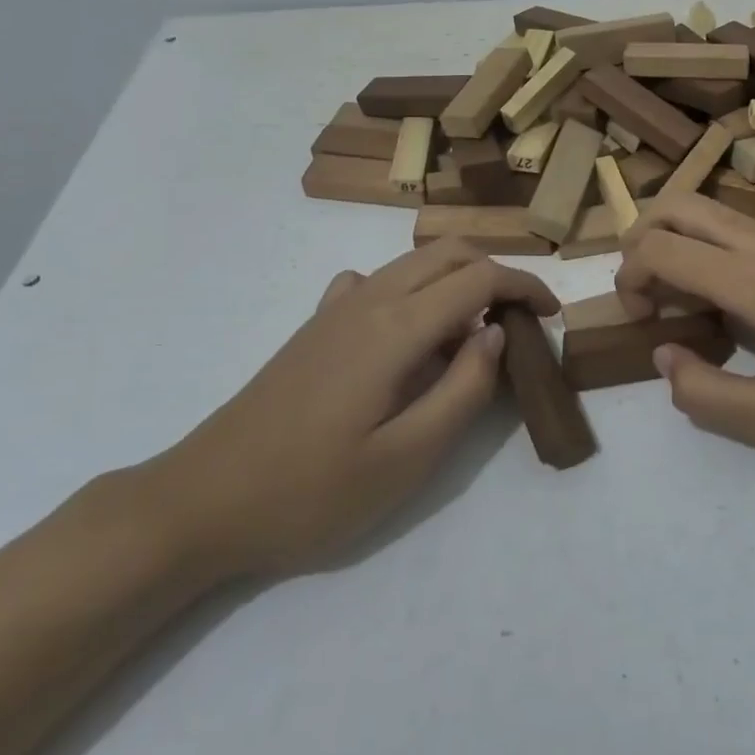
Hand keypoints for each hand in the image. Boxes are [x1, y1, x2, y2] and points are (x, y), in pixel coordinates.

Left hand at [142, 240, 558, 582]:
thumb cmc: (311, 492)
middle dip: (495, 272)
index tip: (551, 317)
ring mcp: (336, 308)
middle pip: (448, 252)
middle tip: (520, 321)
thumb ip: (463, 390)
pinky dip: (412, 291)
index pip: (479, 276)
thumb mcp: (406, 459)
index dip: (525, 286)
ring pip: (413, 262)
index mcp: (395, 326)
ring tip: (474, 334)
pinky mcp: (315, 325)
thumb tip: (496, 332)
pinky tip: (407, 336)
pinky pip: (376, 282)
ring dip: (456, 279)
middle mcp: (368, 299)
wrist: (203, 501)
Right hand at [616, 195, 754, 469]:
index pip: (662, 248)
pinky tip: (720, 297)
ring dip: (673, 239)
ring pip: (707, 209)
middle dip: (640, 239)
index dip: (629, 276)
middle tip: (640, 292)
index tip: (638, 320)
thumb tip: (664, 353)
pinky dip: (704, 245)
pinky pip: (735, 226)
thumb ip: (706, 394)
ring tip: (674, 297)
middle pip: (678, 205)